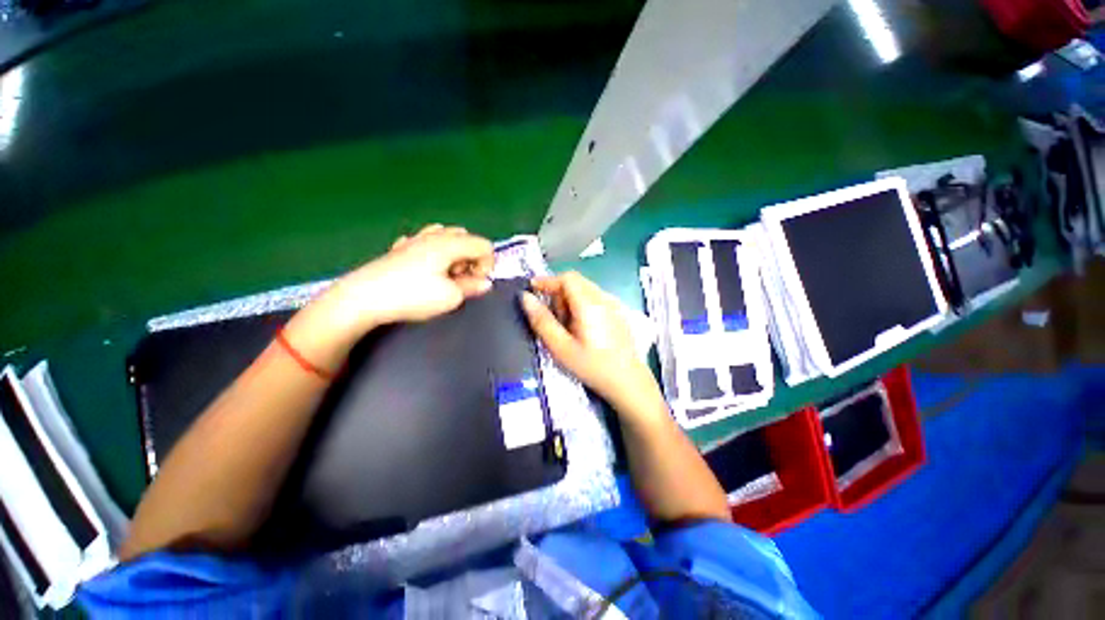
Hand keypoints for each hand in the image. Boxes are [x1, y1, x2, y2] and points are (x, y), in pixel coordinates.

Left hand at [323, 224, 493, 332]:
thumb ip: (472, 287)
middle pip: (467, 237)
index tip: (475, 283)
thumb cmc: (413, 296)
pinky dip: (434, 252)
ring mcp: (415, 239)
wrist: (363, 298)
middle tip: (461, 279)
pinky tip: (425, 268)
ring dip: (454, 254)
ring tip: (445, 274)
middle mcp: (434, 236)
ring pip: (446, 236)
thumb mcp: (450, 297)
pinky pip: (425, 241)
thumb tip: (485, 283)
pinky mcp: (400, 248)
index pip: (484, 245)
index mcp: (450, 244)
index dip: (487, 265)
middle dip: (471, 258)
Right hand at [521, 272, 659, 410]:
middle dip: (559, 293)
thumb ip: (542, 321)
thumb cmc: (592, 366)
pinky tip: (583, 328)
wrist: (628, 381)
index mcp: (589, 304)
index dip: (547, 281)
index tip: (532, 290)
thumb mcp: (561, 347)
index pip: (567, 278)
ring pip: (586, 290)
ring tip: (567, 326)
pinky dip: (582, 304)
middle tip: (553, 318)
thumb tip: (525, 298)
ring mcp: (614, 304)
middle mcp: (604, 298)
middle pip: (576, 282)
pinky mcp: (619, 313)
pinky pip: (596, 298)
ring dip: (570, 299)